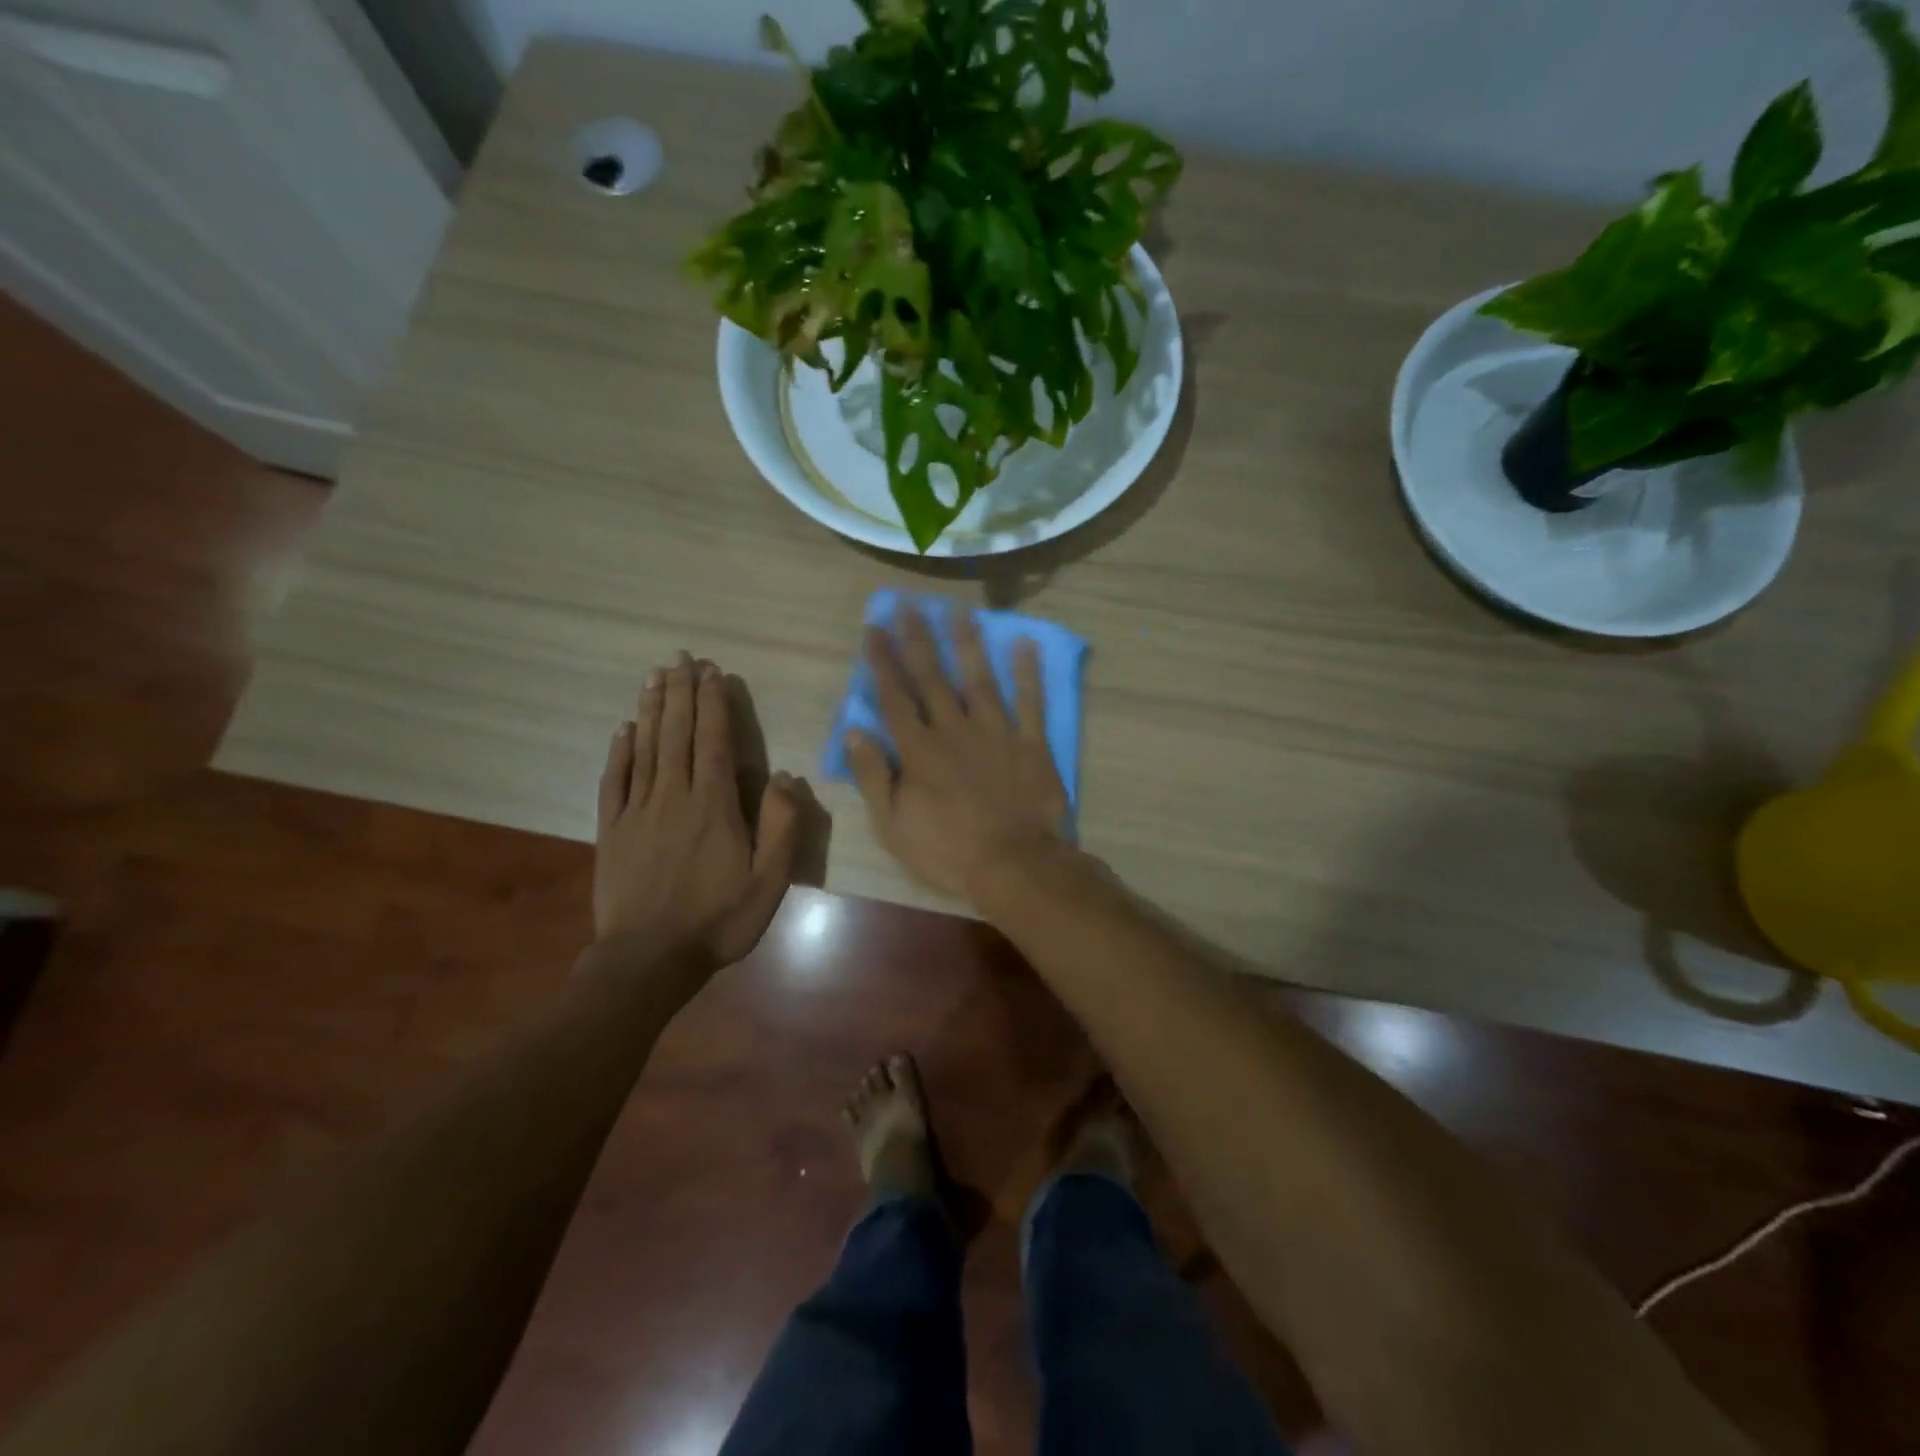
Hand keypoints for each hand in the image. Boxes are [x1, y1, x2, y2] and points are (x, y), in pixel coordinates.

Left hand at [594, 654, 800, 968]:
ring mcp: (638, 811)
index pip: (714, 742)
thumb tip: (783, 777)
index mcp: (714, 806)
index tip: (712, 672)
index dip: (714, 704)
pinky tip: (624, 729)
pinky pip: (615, 780)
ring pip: (646, 748)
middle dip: (681, 693)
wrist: (648, 960)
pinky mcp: (612, 830)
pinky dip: (620, 751)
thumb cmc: (718, 920)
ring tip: (655, 676)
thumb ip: (781, 827)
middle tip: (680, 658)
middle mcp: (674, 796)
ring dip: (652, 709)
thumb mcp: (769, 882)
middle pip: (677, 734)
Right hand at [845, 605, 1069, 901]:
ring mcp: (996, 733)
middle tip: (909, 606)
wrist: (1013, 865)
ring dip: (967, 644)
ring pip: (979, 680)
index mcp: (919, 751)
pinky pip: (1030, 702)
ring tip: (959, 612)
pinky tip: (1024, 644)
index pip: (894, 698)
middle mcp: (954, 730)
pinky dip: (1028, 673)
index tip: (873, 629)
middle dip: (918, 640)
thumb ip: (873, 776)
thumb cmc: (946, 851)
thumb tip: (854, 732)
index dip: (882, 662)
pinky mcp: (1030, 744)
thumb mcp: (893, 824)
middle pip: (933, 678)